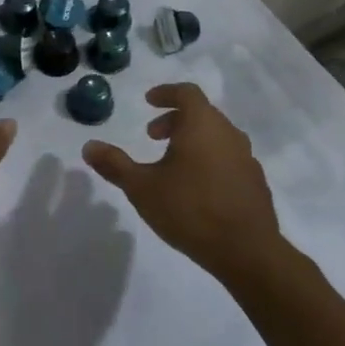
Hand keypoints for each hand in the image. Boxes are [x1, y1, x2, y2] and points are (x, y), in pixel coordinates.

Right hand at [81, 83, 280, 279]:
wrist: (247, 252)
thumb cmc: (190, 210)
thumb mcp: (142, 187)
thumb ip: (115, 164)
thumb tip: (89, 146)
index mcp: (202, 125)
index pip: (186, 93)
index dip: (166, 93)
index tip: (149, 102)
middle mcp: (228, 133)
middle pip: (201, 114)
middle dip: (175, 120)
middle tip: (153, 137)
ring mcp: (246, 158)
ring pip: (216, 136)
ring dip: (193, 140)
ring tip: (172, 164)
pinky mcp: (256, 182)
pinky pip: (229, 158)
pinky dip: (210, 160)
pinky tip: (197, 188)